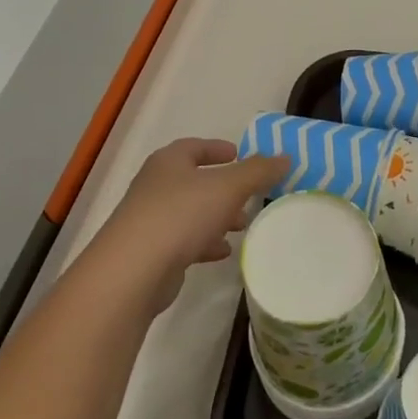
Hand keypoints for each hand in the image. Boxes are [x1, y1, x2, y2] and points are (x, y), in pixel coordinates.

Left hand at [84, 138, 288, 314]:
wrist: (133, 271)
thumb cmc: (181, 215)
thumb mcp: (228, 187)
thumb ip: (258, 171)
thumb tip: (284, 156)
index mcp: (169, 162)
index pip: (194, 147)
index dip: (217, 149)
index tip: (239, 154)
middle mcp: (156, 187)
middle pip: (194, 181)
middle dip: (223, 188)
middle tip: (250, 196)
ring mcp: (150, 221)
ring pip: (191, 213)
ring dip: (216, 217)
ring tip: (241, 226)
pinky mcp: (151, 253)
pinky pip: (184, 241)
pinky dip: (205, 243)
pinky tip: (223, 252)